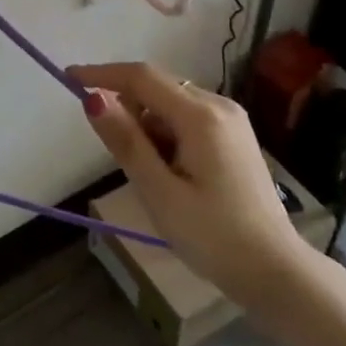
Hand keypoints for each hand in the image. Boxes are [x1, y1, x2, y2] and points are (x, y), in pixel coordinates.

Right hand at [69, 61, 313, 304]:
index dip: (102, 74)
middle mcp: (219, 105)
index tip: (68, 78)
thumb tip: (93, 99)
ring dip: (149, 126)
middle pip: (157, 88)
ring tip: (156, 178)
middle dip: (129, 110)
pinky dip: (168, 135)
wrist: (276, 272)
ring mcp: (231, 119)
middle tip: (126, 160)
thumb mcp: (159, 192)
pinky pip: (188, 118)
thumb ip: (126, 141)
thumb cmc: (213, 236)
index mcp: (201, 116)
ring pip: (171, 104)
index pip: (141, 77)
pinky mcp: (235, 136)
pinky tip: (174, 174)